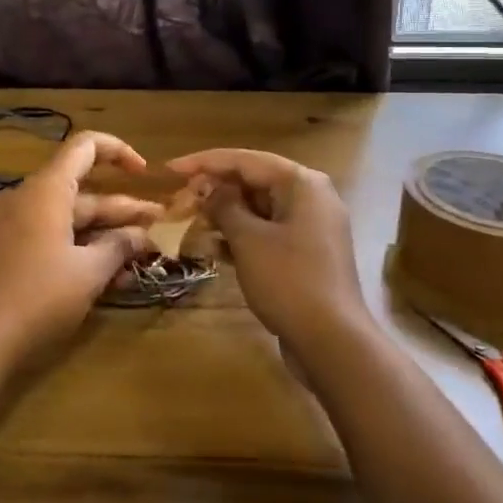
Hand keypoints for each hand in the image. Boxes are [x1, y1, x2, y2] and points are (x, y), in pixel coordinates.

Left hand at [0, 131, 159, 366]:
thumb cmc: (38, 298)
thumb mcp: (89, 273)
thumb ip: (119, 247)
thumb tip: (144, 235)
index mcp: (47, 190)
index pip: (85, 146)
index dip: (119, 151)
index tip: (145, 174)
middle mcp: (28, 199)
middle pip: (84, 191)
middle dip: (123, 210)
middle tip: (159, 230)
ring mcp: (15, 226)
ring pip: (70, 219)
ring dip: (106, 235)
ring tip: (142, 257)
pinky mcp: (9, 252)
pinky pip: (53, 237)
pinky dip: (82, 248)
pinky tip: (110, 275)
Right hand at [166, 148, 366, 350]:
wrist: (333, 342)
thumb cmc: (288, 281)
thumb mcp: (248, 240)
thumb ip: (224, 206)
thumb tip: (209, 189)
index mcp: (301, 183)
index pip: (244, 160)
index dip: (203, 162)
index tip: (169, 169)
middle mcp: (311, 196)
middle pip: (254, 181)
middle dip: (215, 190)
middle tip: (180, 200)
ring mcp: (312, 226)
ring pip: (260, 208)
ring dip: (226, 214)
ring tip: (191, 222)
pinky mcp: (307, 253)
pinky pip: (269, 232)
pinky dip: (243, 236)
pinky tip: (214, 248)